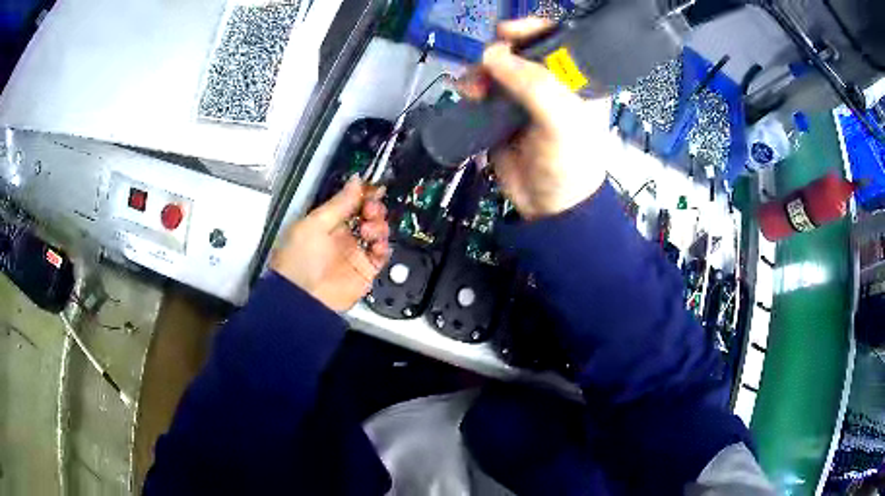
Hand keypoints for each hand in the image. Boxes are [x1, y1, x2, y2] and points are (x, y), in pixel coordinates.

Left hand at [271, 177, 390, 311]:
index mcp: (327, 222)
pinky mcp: (365, 271)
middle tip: (371, 209)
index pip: (351, 202)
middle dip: (374, 208)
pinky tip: (376, 245)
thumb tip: (357, 180)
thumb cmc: (299, 258)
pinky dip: (383, 247)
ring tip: (369, 230)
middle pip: (368, 215)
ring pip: (377, 232)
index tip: (373, 188)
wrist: (302, 298)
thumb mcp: (314, 223)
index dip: (364, 194)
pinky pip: (382, 255)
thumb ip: (339, 202)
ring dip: (378, 225)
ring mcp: (355, 253)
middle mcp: (342, 235)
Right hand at [459, 18, 612, 220]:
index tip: (509, 32)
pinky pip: (484, 88)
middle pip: (523, 49)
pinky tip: (468, 92)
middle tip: (488, 63)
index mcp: (578, 80)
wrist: (549, 206)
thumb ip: (533, 84)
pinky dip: (473, 85)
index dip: (534, 29)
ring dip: (482, 69)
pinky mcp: (503, 111)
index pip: (559, 40)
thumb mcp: (562, 121)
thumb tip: (491, 55)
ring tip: (474, 86)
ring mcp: (525, 96)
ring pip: (499, 66)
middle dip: (501, 51)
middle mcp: (553, 82)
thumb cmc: (569, 162)